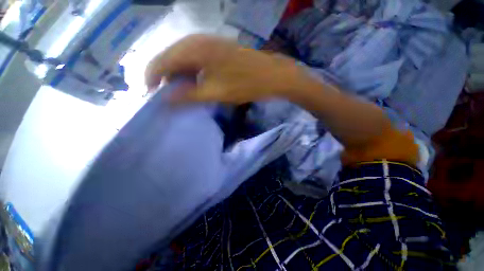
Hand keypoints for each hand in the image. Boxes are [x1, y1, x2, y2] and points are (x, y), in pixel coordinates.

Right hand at [145, 34, 308, 103]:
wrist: (270, 75)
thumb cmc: (244, 84)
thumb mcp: (215, 93)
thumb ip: (188, 95)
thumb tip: (165, 100)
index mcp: (193, 49)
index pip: (160, 62)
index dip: (152, 79)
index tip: (152, 96)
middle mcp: (196, 40)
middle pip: (169, 58)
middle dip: (165, 77)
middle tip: (166, 96)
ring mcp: (207, 42)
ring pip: (182, 58)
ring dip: (178, 75)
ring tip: (178, 92)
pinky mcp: (216, 48)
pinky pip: (195, 58)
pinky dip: (190, 71)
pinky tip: (193, 82)